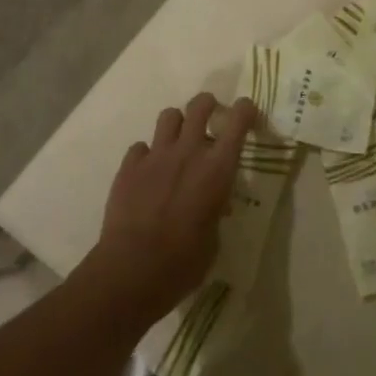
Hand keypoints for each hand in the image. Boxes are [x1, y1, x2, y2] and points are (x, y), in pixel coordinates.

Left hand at [87, 93, 253, 323]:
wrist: (131, 271)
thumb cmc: (183, 262)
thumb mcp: (214, 237)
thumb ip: (216, 210)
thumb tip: (214, 205)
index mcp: (218, 168)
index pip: (238, 121)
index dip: (244, 109)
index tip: (246, 111)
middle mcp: (189, 152)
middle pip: (200, 105)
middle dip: (207, 104)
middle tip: (210, 114)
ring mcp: (156, 156)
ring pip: (168, 116)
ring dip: (177, 124)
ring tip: (177, 141)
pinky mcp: (128, 167)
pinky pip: (140, 147)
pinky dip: (146, 155)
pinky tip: (147, 173)